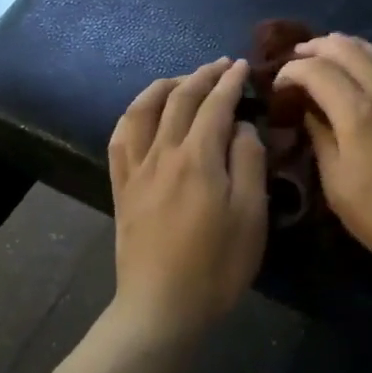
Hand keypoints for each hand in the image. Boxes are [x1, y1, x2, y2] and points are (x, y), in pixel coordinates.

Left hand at [108, 59, 268, 341]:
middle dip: (202, 76)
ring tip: (182, 80)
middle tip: (221, 65)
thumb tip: (241, 126)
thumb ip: (248, 162)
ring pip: (144, 110)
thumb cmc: (217, 266)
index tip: (242, 65)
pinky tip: (142, 113)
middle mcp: (163, 153)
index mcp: (198, 158)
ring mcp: (137, 169)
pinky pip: (120, 139)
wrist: (162, 307)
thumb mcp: (251, 216)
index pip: (215, 105)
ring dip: (165, 86)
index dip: (230, 81)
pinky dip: (133, 115)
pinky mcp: (122, 188)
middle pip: (180, 99)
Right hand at [275, 34, 371, 285]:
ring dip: (344, 47)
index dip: (292, 71)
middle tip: (296, 57)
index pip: (317, 71)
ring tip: (325, 54)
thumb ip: (321, 140)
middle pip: (347, 49)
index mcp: (358, 114)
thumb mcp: (338, 187)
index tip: (278, 85)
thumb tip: (309, 111)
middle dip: (316, 48)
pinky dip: (369, 58)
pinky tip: (361, 71)